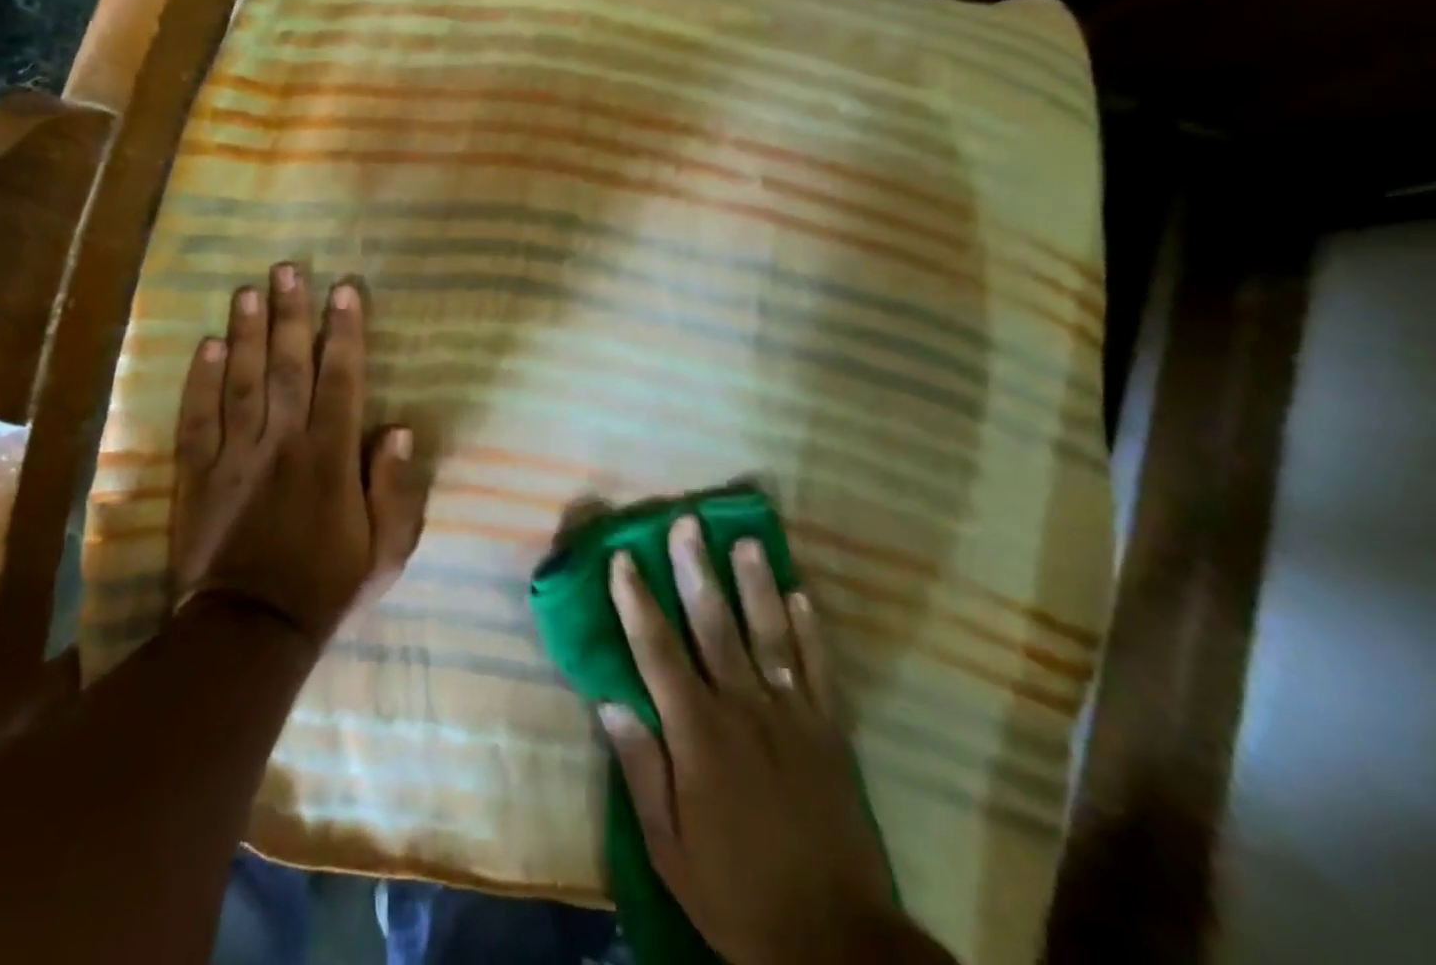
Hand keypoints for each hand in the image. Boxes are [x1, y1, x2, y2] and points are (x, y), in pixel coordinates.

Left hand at [170, 264, 424, 643]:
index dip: (345, 333)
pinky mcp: (198, 475)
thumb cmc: (327, 586)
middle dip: (291, 315)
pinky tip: (207, 345)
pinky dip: (200, 382)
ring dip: (245, 333)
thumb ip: (396, 489)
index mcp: (331, 458)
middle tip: (288, 269)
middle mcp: (284, 444)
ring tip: (247, 290)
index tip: (344, 291)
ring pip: (241, 382)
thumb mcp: (385, 551)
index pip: (341, 380)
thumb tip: (400, 429)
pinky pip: (197, 419)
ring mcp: (236, 457)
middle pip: (288, 367)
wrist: (250, 631)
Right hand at [601, 518, 947, 964]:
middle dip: (695, 570)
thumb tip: (609, 701)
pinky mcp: (830, 731)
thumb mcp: (671, 848)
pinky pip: (818, 669)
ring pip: (769, 634)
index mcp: (698, 735)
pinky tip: (801, 594)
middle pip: (715, 626)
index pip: (658, 652)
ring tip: (745, 540)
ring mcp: (792, 716)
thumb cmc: (737, 893)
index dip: (637, 602)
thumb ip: (641, 769)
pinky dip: (809, 630)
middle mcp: (744, 709)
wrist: (836, 941)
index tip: (623, 558)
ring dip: (755, 584)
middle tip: (685, 522)